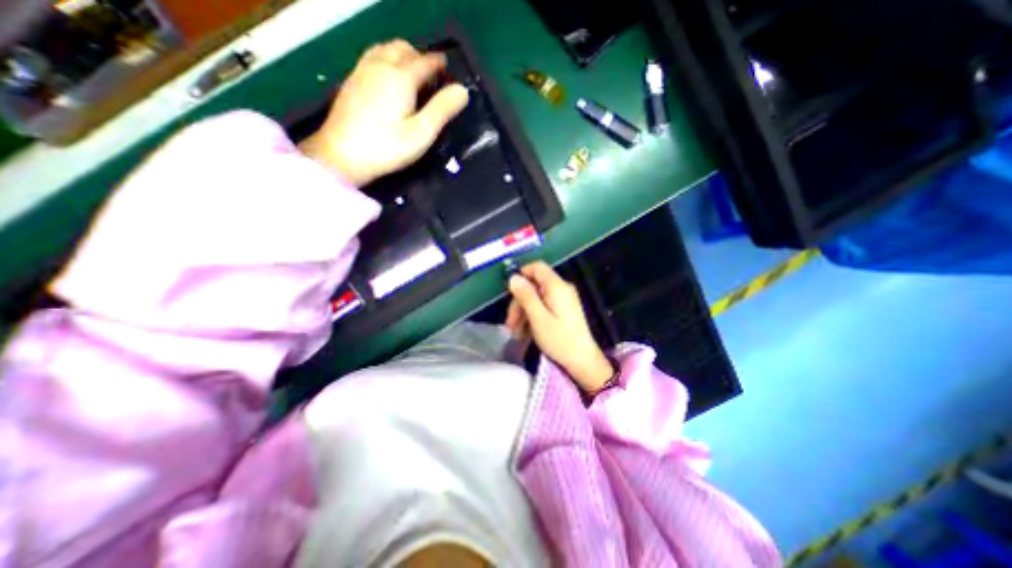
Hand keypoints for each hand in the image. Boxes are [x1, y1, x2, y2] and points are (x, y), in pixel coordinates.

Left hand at [296, 38, 472, 188]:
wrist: (342, 155)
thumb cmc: (387, 147)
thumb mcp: (421, 133)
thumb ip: (442, 110)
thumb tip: (463, 90)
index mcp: (401, 78)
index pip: (424, 62)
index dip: (438, 63)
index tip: (448, 66)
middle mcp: (380, 66)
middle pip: (402, 48)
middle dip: (420, 55)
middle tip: (431, 73)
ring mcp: (362, 72)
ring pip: (384, 49)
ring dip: (401, 54)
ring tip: (411, 72)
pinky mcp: (350, 82)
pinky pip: (371, 57)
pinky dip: (385, 58)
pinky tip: (386, 77)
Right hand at [503, 260, 611, 389]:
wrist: (582, 361)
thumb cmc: (560, 340)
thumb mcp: (538, 318)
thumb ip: (526, 296)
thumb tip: (513, 277)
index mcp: (557, 286)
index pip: (536, 267)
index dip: (521, 275)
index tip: (509, 293)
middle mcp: (561, 288)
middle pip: (534, 285)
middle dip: (519, 302)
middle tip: (510, 323)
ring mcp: (563, 299)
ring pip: (536, 297)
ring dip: (523, 312)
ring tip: (515, 333)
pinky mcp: (563, 310)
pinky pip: (543, 306)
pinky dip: (532, 317)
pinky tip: (525, 333)